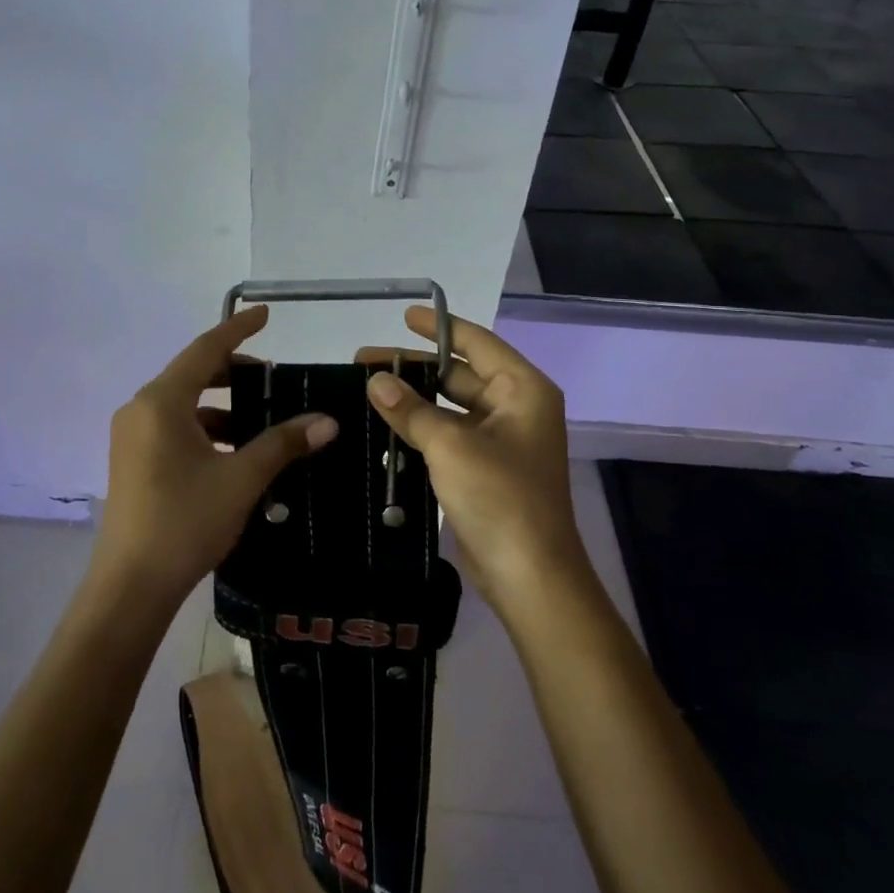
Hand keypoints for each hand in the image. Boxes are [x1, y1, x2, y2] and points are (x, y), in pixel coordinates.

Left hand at [95, 305, 338, 608]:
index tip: (265, 314)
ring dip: (222, 406)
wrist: (130, 588)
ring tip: (261, 421)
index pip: (205, 349)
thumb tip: (328, 421)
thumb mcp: (241, 479)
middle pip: (193, 373)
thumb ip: (282, 444)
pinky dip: (206, 429)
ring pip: (184, 404)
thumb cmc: (184, 522)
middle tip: (272, 378)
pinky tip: (235, 452)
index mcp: (161, 402)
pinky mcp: (133, 461)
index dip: (238, 329)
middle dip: (233, 371)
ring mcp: (132, 436)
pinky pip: (174, 427)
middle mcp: (141, 409)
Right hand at [359, 308, 582, 610]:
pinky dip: (420, 430)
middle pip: (459, 375)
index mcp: (522, 390)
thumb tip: (375, 379)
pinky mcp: (485, 470)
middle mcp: (515, 408)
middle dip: (414, 368)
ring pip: (450, 408)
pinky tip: (383, 428)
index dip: (440, 327)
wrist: (529, 576)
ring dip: (413, 401)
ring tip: (366, 391)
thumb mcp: (450, 445)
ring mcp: (501, 441)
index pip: (477, 342)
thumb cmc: (500, 497)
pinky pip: (448, 437)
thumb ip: (411, 409)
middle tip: (364, 362)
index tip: (404, 316)